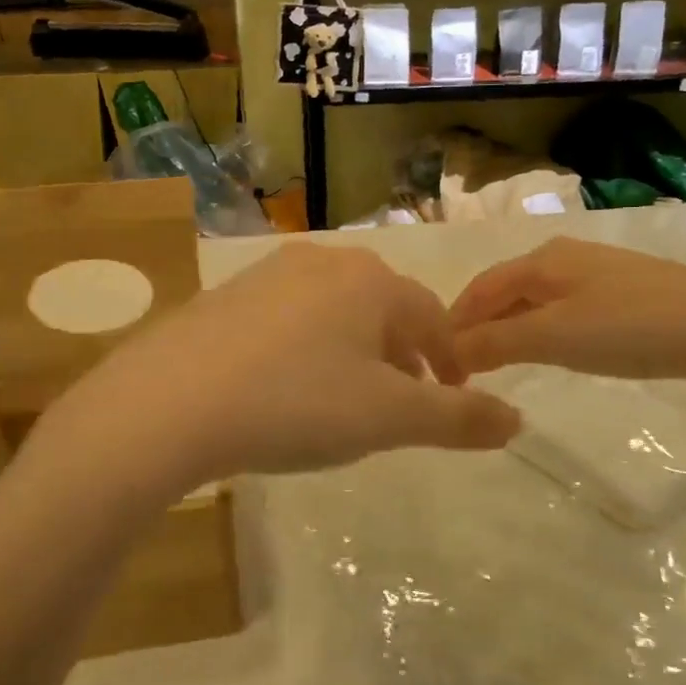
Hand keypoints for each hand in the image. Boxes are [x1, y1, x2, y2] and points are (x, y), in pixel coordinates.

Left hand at [64, 242, 521, 478]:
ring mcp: (268, 275)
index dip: (451, 361)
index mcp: (371, 282)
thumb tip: (517, 421)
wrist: (169, 404)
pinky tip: (289, 387)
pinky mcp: (224, 297)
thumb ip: (457, 418)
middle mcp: (323, 263)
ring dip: (357, 352)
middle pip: (384, 309)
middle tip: (407, 403)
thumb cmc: (296, 403)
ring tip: (350, 400)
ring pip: (335, 313)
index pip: (432, 318)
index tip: (456, 398)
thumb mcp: (388, 418)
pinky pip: (288, 321)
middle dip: (404, 356)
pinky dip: (308, 350)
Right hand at [449, 237, 685, 387]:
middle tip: (463, 367)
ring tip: (496, 362)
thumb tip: (451, 351)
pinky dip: (540, 328)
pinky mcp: (623, 291)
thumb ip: (497, 342)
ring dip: (509, 328)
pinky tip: (549, 348)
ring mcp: (597, 272)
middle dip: (479, 325)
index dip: (454, 323)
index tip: (437, 361)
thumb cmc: (629, 328)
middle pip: (505, 291)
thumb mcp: (554, 337)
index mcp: (542, 261)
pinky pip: (562, 307)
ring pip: (535, 299)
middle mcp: (564, 257)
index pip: (480, 289)